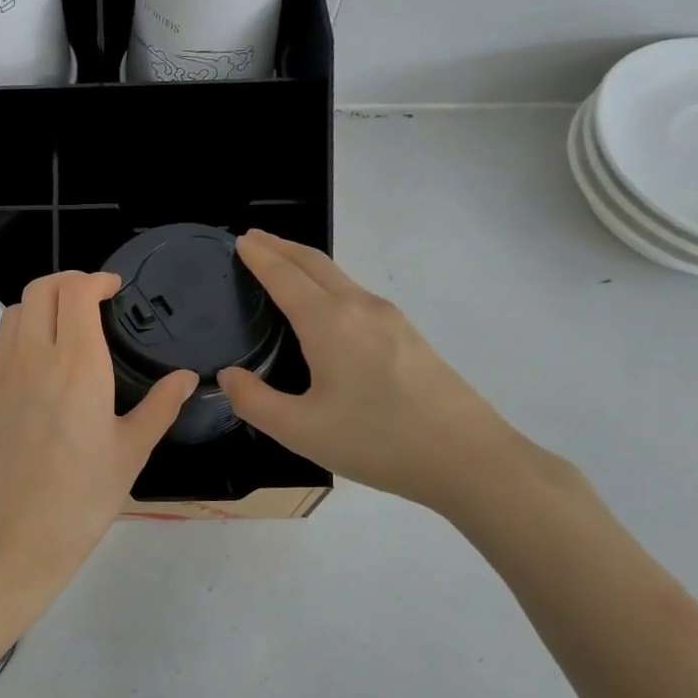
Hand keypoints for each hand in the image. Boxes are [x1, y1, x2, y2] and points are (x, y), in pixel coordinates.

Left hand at [0, 271, 196, 604]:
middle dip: (66, 283)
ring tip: (60, 333)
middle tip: (89, 302)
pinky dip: (13, 346)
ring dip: (39, 310)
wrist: (14, 540)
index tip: (112, 289)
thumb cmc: (83, 498)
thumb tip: (188, 377)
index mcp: (77, 363)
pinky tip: (30, 374)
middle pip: (40, 289)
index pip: (75, 291)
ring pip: (12, 315)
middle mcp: (32, 357)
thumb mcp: (132, 451)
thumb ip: (161, 406)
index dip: (95, 279)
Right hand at [218, 230, 539, 514]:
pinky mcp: (409, 335)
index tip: (240, 241)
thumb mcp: (300, 430)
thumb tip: (229, 376)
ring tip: (282, 267)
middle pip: (315, 263)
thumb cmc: (377, 441)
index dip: (259, 256)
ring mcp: (391, 318)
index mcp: (330, 323)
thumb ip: (254, 401)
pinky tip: (324, 308)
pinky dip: (328, 284)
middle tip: (254, 240)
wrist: (468, 457)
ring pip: (339, 277)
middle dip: (281, 246)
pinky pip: (357, 295)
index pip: (285, 276)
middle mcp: (360, 308)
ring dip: (306, 264)